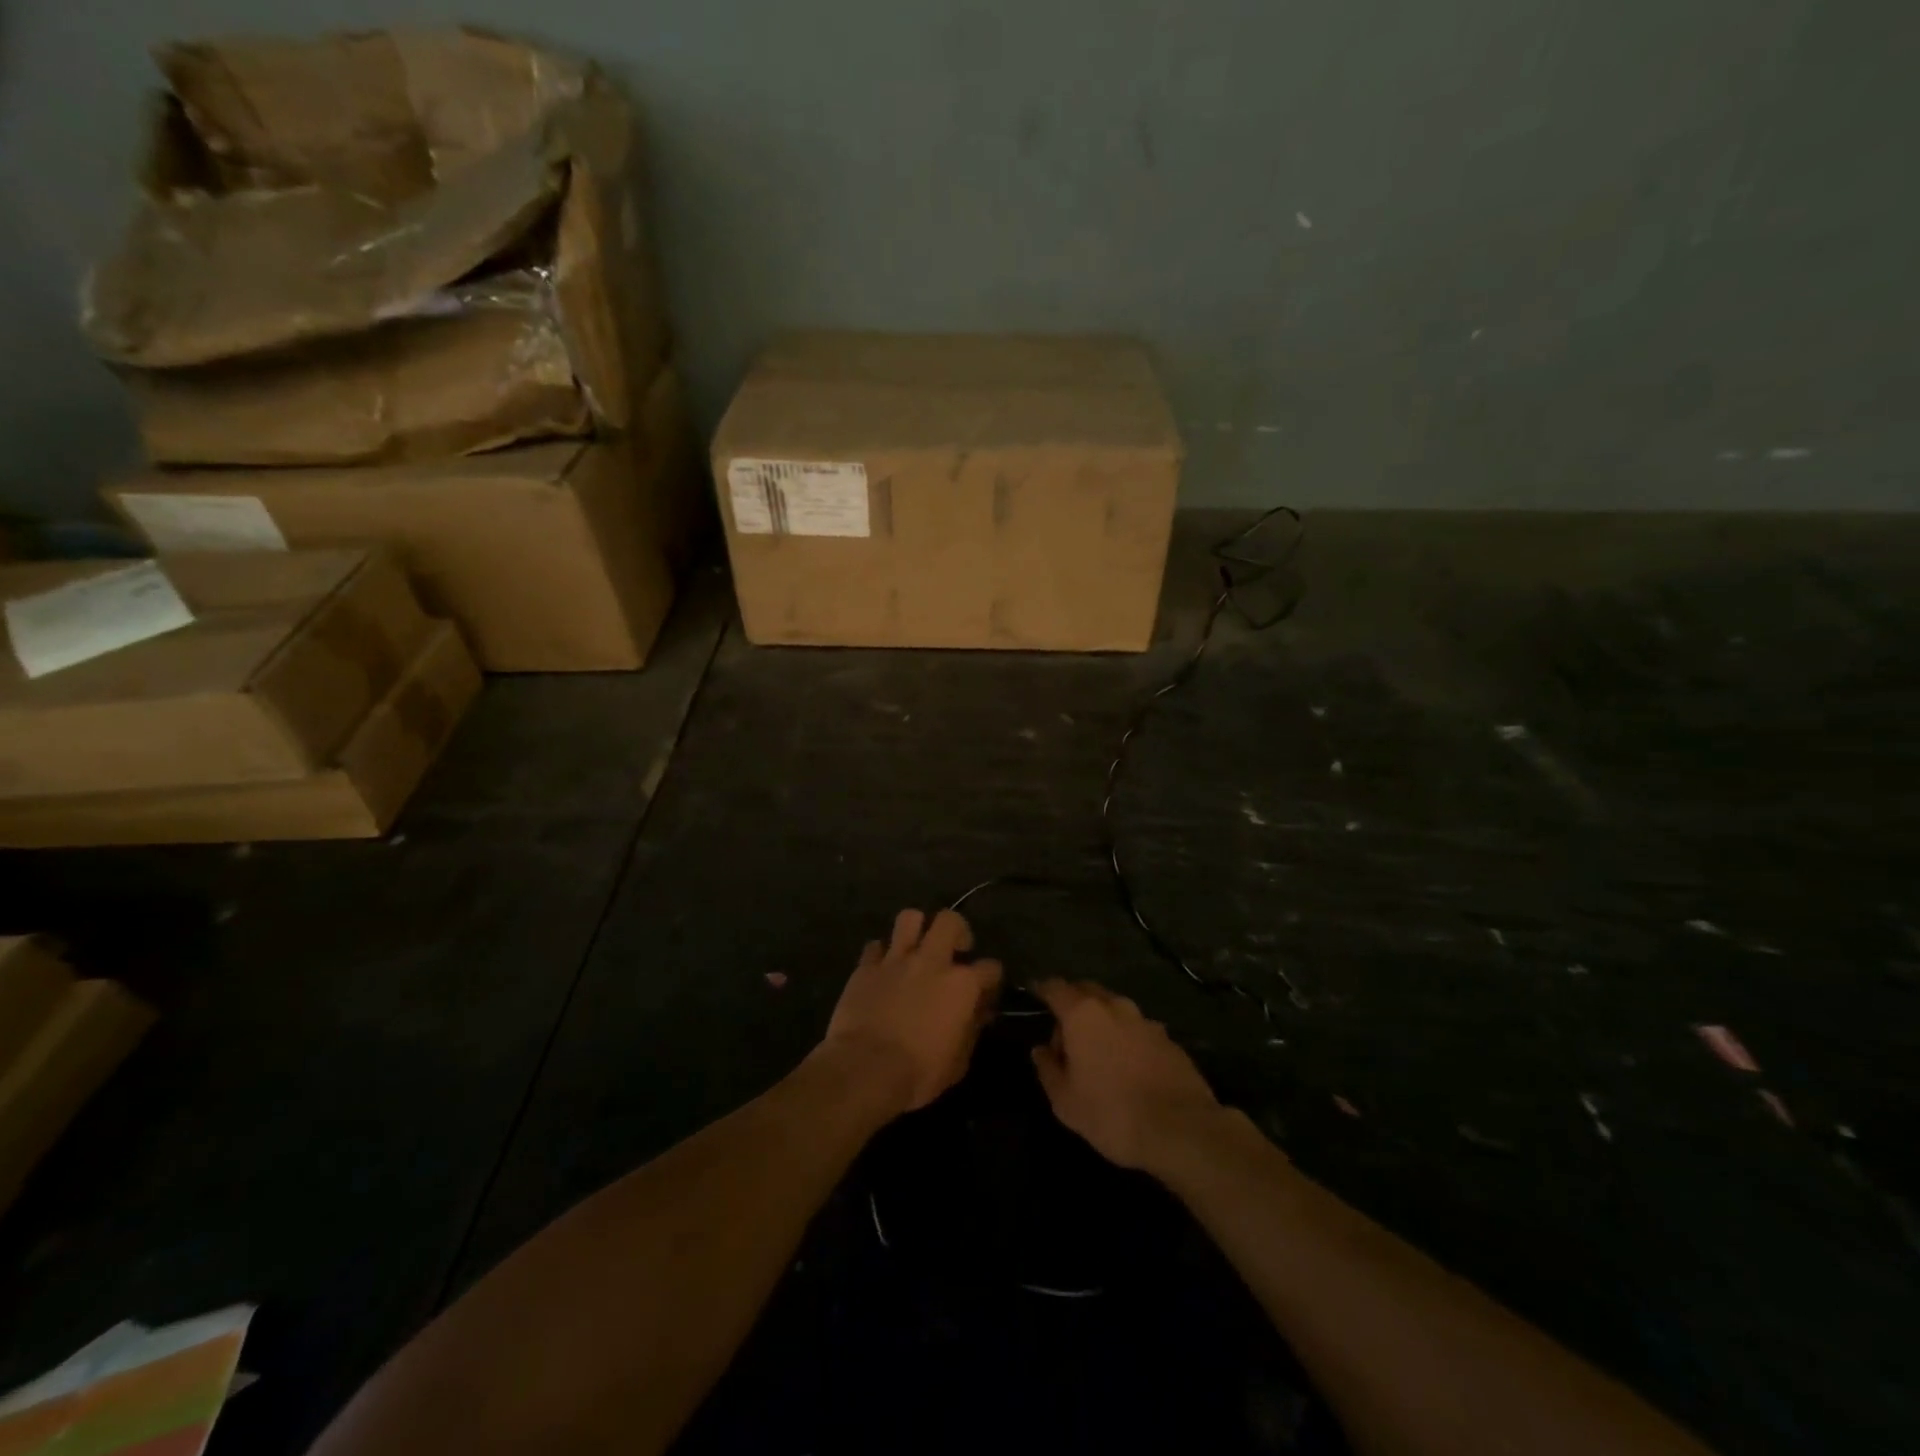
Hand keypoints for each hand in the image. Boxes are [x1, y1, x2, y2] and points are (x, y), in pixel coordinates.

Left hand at [821, 908, 1002, 1113]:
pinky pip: (875, 946)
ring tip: (916, 947)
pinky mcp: (866, 967)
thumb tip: (979, 1013)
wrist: (865, 1069)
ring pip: (909, 918)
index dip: (991, 978)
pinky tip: (883, 969)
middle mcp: (932, 961)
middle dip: (957, 930)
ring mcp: (896, 959)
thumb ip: (971, 1029)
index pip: (991, 967)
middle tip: (954, 949)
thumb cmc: (919, 1072)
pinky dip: (881, 954)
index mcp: (962, 984)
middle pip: (950, 920)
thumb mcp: (958, 1062)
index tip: (987, 990)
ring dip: (916, 929)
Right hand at [1030, 979, 1222, 1171]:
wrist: (1181, 1129)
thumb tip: (1041, 1050)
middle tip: (1065, 1032)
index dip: (1043, 988)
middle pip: (1087, 991)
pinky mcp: (1169, 1040)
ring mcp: (1146, 1021)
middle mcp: (1115, 1007)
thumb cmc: (1111, 1113)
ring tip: (1098, 1052)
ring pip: (1115, 1010)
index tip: (1035, 992)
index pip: (1056, 988)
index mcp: (1083, 1014)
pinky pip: (1138, 1030)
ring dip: (1102, 1022)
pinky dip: (1127, 1039)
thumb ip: (1048, 1069)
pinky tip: (1128, 1067)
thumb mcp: (1065, 1101)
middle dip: (1073, 1003)